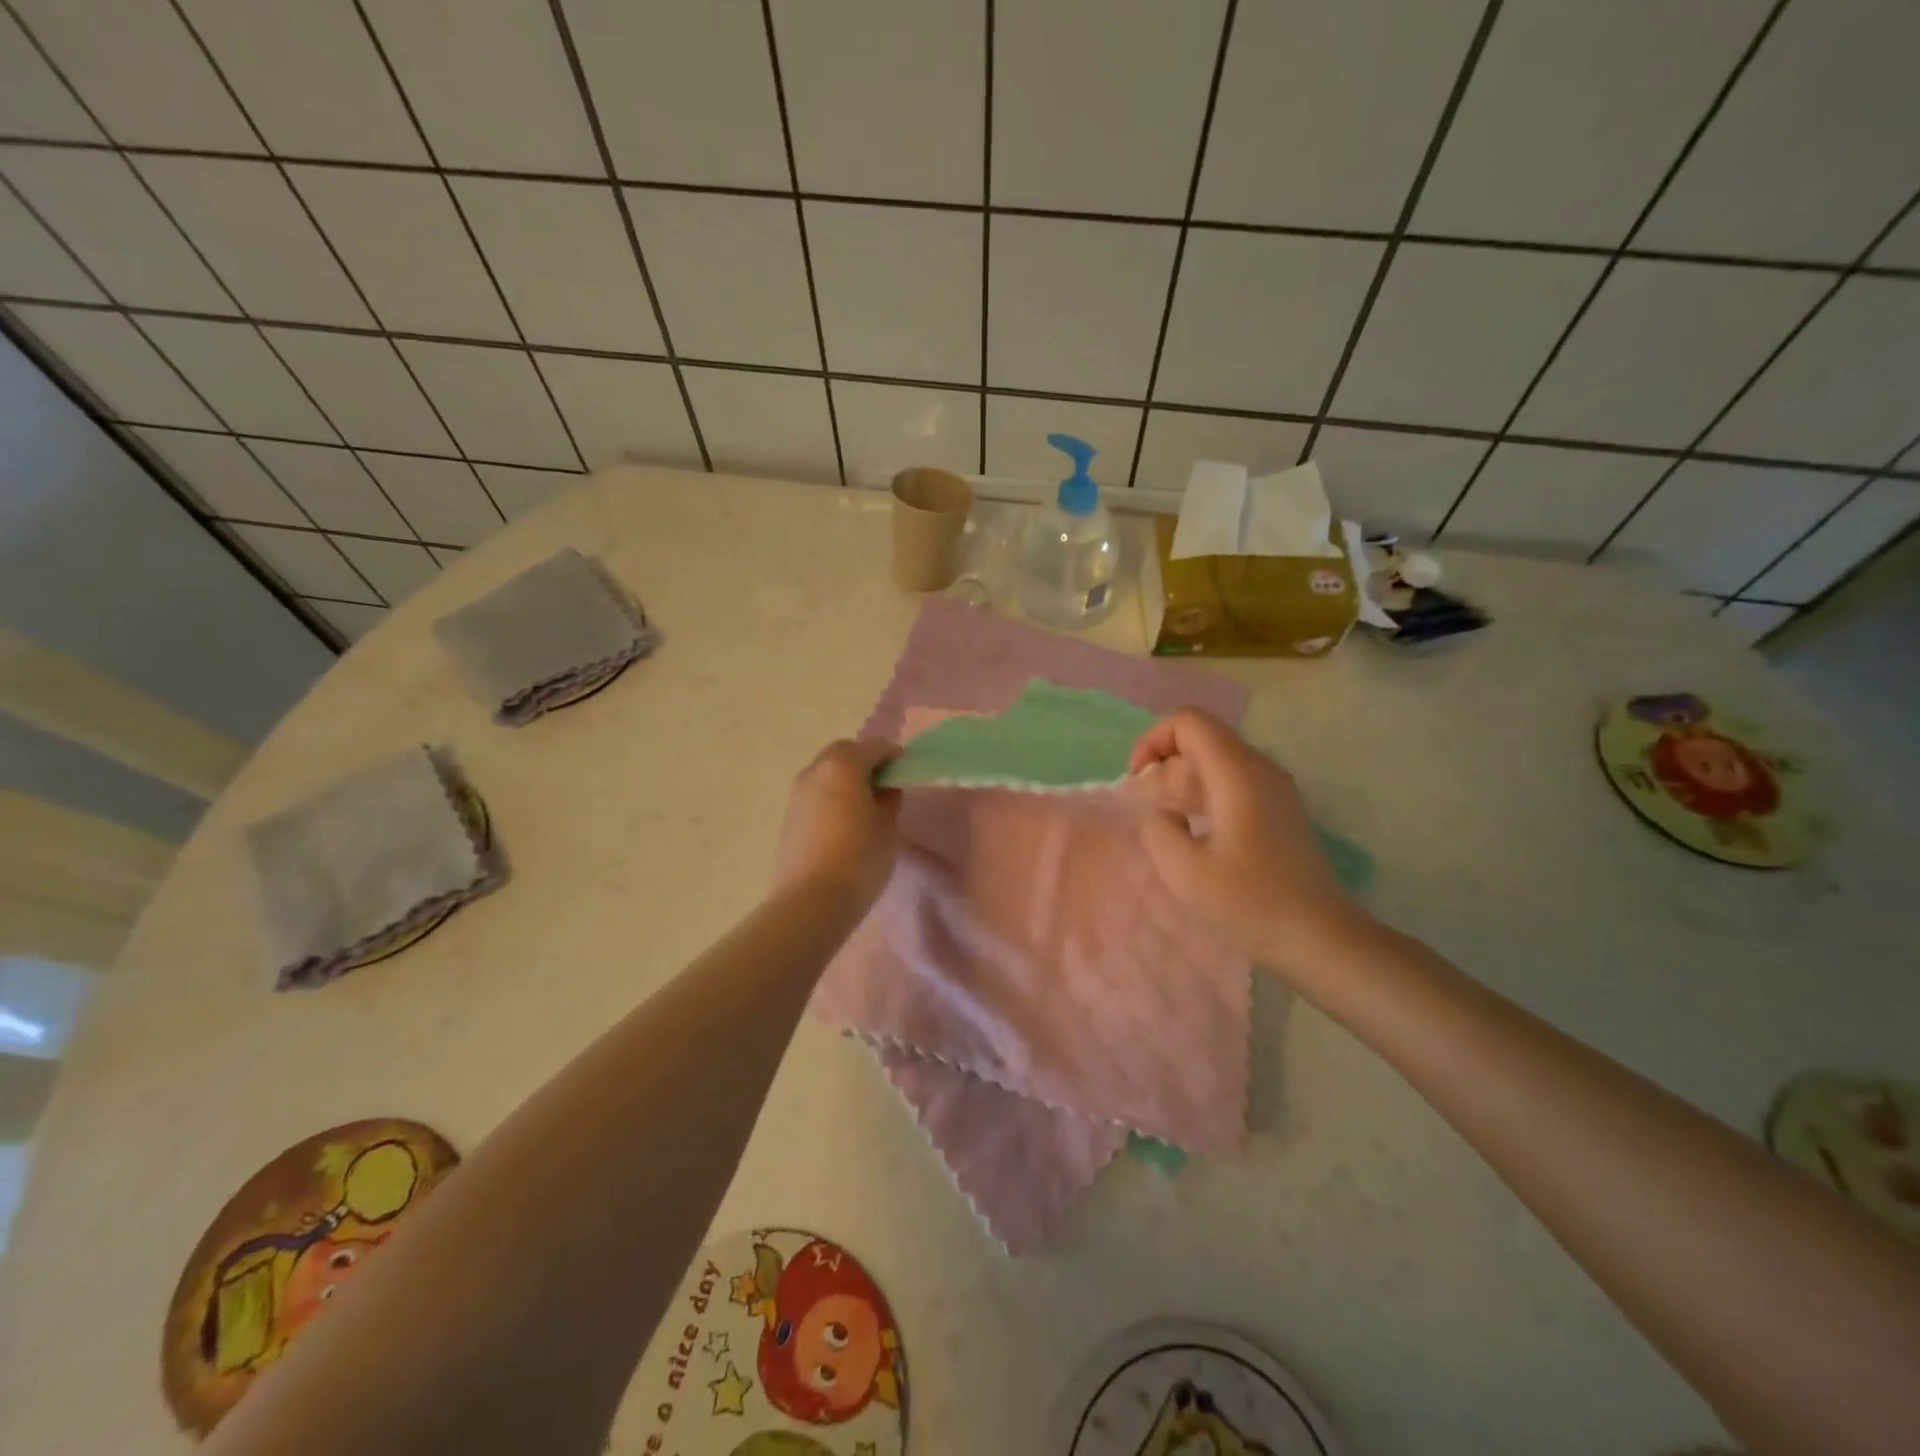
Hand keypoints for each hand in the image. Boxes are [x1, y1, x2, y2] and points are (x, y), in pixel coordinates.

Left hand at [771, 739, 901, 912]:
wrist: (810, 900)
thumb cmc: (859, 858)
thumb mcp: (887, 827)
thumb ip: (889, 800)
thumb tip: (884, 789)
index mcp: (844, 765)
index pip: (875, 747)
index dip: (894, 756)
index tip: (906, 771)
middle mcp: (816, 771)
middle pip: (844, 753)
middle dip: (865, 761)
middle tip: (885, 784)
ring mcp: (797, 794)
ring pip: (826, 773)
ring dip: (846, 779)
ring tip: (865, 805)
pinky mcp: (789, 817)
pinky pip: (816, 794)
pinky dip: (832, 797)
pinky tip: (845, 822)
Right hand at [1128, 709, 1369, 976]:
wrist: (1320, 939)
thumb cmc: (1251, 903)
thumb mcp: (1185, 871)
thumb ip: (1157, 829)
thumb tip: (1159, 813)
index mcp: (1237, 773)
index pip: (1188, 722)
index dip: (1152, 742)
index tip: (1138, 784)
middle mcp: (1260, 769)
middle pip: (1202, 737)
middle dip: (1165, 764)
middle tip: (1151, 811)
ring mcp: (1274, 788)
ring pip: (1216, 760)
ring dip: (1184, 782)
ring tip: (1170, 825)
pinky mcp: (1279, 809)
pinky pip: (1232, 782)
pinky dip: (1205, 795)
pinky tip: (1197, 834)